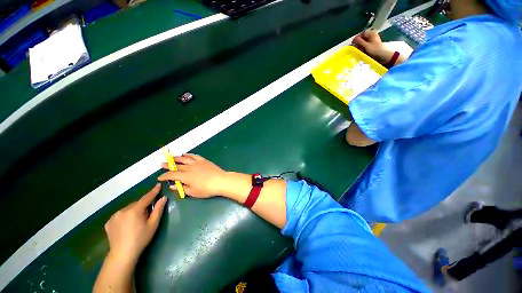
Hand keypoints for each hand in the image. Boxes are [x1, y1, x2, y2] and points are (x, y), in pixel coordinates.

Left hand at [104, 184, 166, 264]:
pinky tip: (127, 225)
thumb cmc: (141, 238)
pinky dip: (125, 216)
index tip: (159, 185)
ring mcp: (114, 216)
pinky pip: (120, 215)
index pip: (146, 197)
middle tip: (148, 215)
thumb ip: (158, 209)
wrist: (122, 254)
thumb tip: (163, 198)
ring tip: (137, 222)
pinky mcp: (108, 222)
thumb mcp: (153, 224)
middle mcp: (123, 210)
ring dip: (134, 211)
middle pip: (137, 204)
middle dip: (143, 206)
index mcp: (135, 210)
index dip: (154, 191)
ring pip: (128, 209)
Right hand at [158, 154, 227, 197]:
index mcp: (185, 176)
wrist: (220, 180)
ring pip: (184, 159)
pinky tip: (185, 154)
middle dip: (168, 166)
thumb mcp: (193, 192)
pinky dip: (189, 154)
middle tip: (162, 164)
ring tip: (171, 157)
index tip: (160, 178)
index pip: (171, 175)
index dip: (164, 176)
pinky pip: (194, 156)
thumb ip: (182, 188)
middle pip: (176, 165)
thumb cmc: (206, 189)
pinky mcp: (203, 160)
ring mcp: (197, 163)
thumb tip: (172, 186)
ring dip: (177, 158)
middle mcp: (189, 167)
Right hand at [352, 29, 393, 64]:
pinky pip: (365, 45)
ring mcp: (372, 41)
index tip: (352, 43)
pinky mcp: (372, 45)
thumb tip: (354, 39)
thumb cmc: (375, 50)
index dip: (356, 38)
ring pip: (364, 42)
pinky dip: (362, 48)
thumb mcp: (366, 45)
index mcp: (371, 34)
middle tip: (354, 47)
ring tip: (358, 50)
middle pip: (363, 38)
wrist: (383, 55)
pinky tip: (361, 51)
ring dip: (360, 46)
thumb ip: (360, 42)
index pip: (362, 34)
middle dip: (358, 42)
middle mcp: (372, 36)